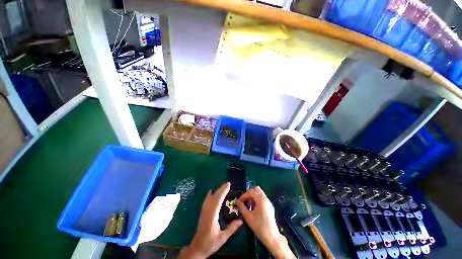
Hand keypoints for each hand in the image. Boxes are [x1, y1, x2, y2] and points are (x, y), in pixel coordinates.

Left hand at [179, 182, 242, 258]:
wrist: (197, 248)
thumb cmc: (210, 243)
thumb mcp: (223, 237)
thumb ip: (232, 228)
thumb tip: (241, 220)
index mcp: (212, 216)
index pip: (218, 201)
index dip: (223, 192)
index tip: (228, 186)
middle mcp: (207, 211)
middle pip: (214, 197)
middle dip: (221, 189)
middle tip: (228, 183)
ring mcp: (204, 211)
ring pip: (210, 198)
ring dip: (217, 191)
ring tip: (223, 186)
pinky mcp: (202, 212)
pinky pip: (206, 201)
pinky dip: (209, 195)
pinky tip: (211, 191)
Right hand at [237, 187, 294, 258]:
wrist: (271, 236)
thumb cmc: (259, 226)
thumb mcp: (248, 216)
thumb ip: (241, 207)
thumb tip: (238, 202)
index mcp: (261, 199)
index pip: (251, 191)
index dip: (244, 195)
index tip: (239, 201)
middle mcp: (266, 198)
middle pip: (256, 190)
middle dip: (249, 194)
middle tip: (245, 201)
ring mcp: (269, 202)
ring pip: (259, 194)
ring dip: (253, 197)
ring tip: (249, 206)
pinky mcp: (270, 207)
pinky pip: (262, 199)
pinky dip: (257, 200)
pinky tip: (254, 209)